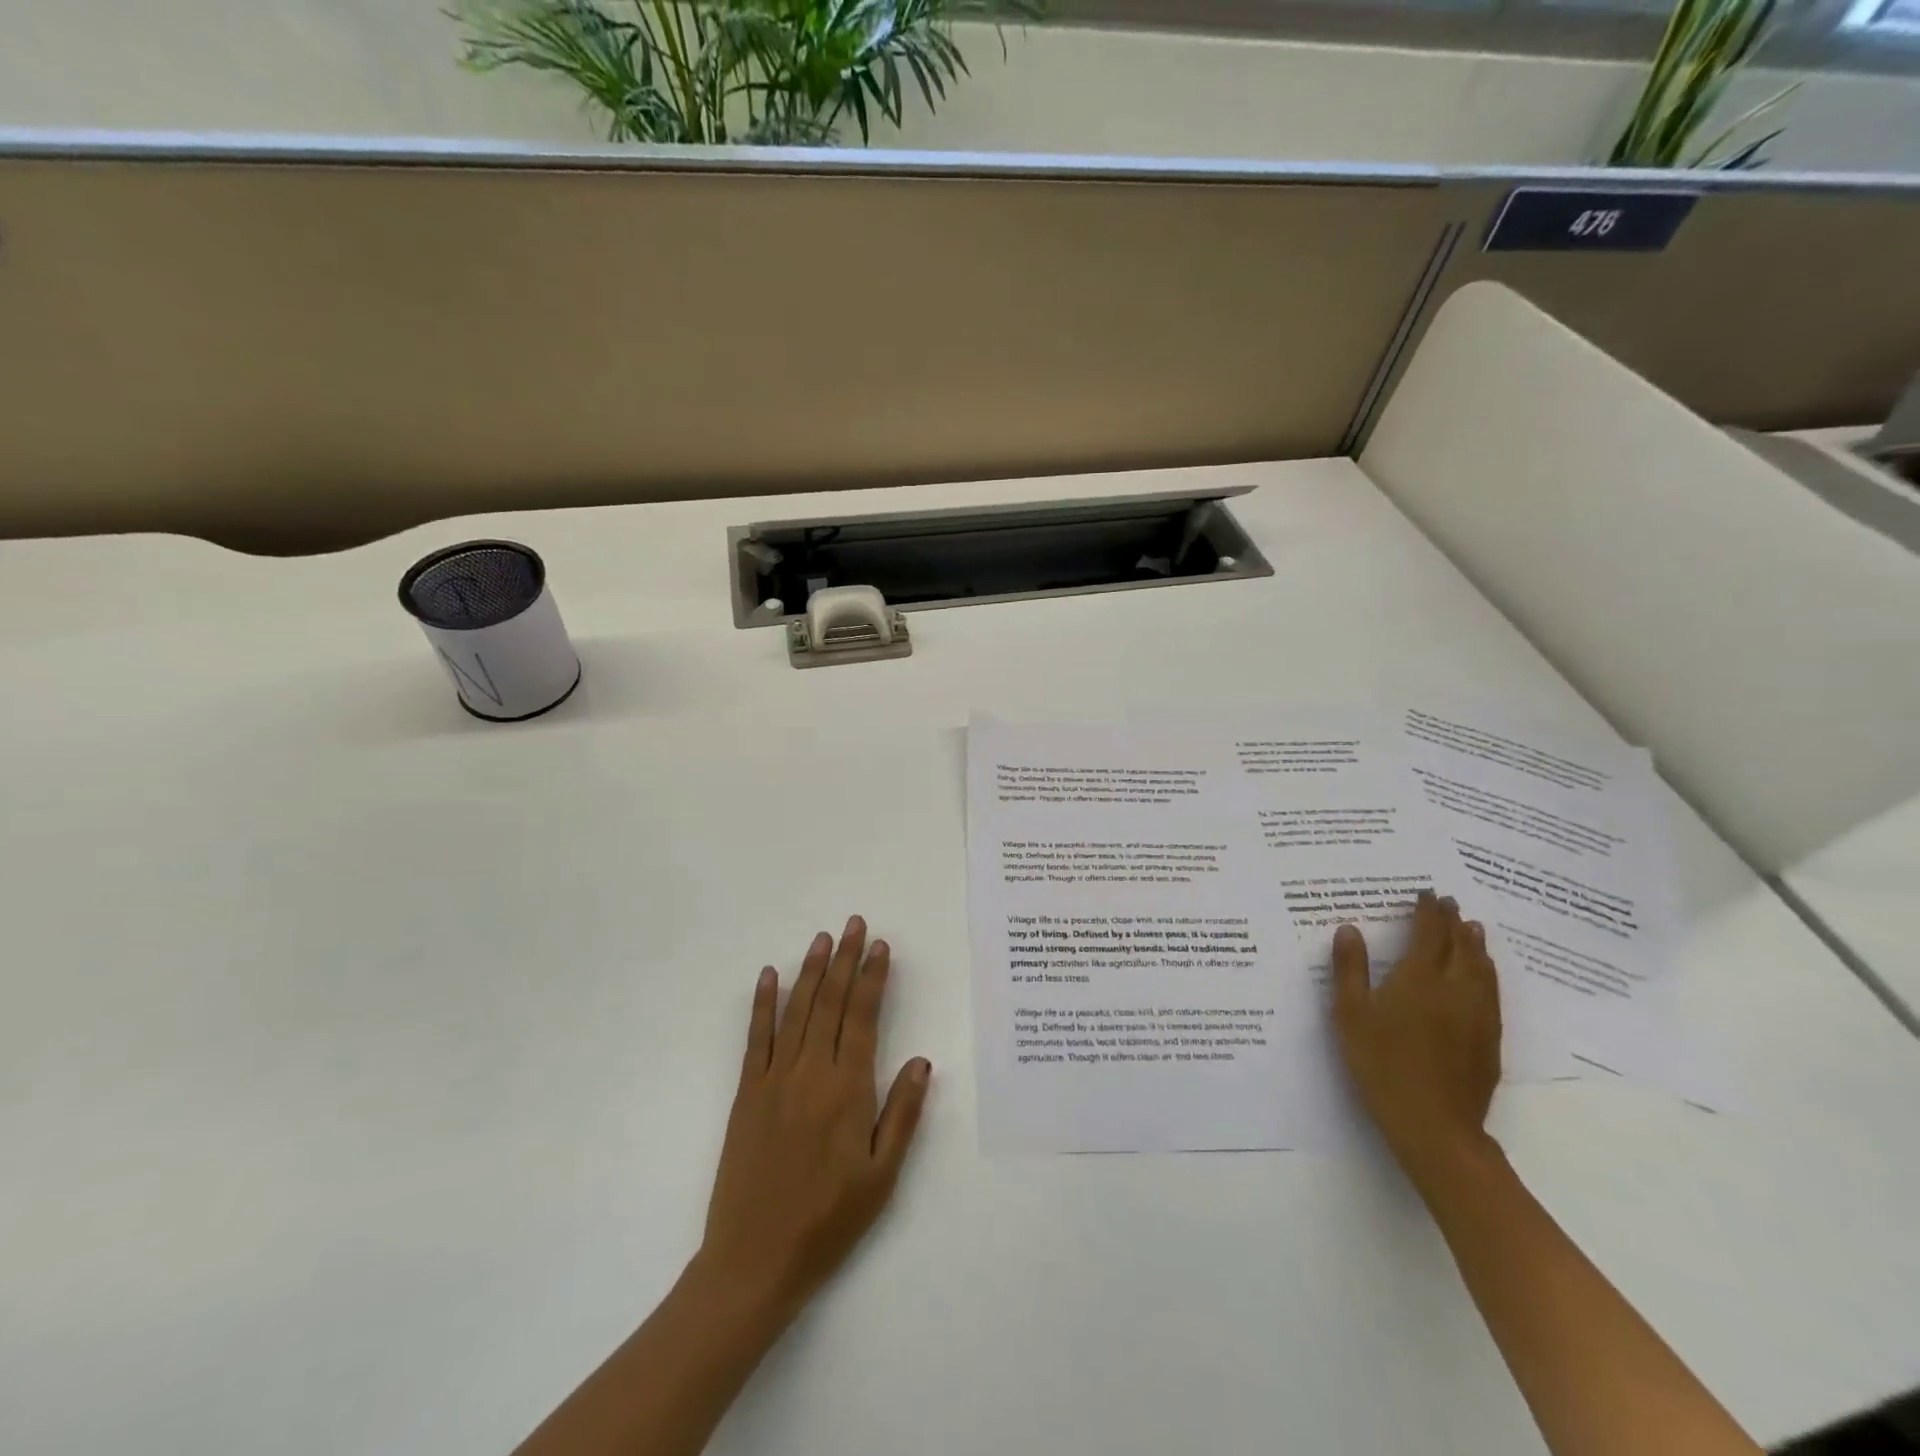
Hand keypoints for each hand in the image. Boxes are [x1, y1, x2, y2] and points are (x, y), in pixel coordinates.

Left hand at [694, 917, 931, 1325]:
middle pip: (831, 1003)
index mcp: (848, 1091)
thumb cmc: (828, 1222)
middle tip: (855, 924)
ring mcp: (774, 1079)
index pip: (863, 1018)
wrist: (754, 1262)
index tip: (881, 947)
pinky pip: (756, 1038)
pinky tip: (770, 975)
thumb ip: (902, 1114)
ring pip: (797, 1011)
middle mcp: (811, 1073)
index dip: (873, 978)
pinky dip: (763, 1003)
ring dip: (811, 970)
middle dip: (846, 959)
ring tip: (824, 937)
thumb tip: (921, 1060)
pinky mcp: (747, 1093)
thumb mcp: (881, 1177)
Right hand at [1331, 891, 1501, 1183]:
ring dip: (1476, 944)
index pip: (1428, 933)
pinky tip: (1483, 975)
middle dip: (1453, 921)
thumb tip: (1350, 929)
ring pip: (1482, 968)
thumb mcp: (1350, 1013)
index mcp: (1419, 978)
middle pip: (1460, 946)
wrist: (1433, 1123)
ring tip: (1473, 928)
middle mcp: (1455, 988)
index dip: (1427, 911)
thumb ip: (1349, 968)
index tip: (1428, 892)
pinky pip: (1492, 992)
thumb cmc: (1381, 1062)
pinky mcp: (1490, 1039)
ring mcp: (1478, 1015)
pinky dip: (1487, 972)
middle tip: (1450, 903)